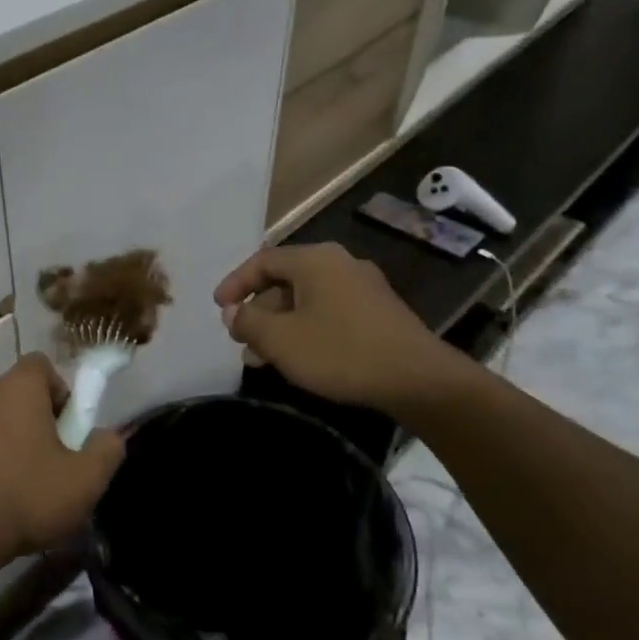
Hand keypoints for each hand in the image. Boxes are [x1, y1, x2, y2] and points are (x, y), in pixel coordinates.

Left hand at [0, 354, 124, 571]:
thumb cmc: (24, 498)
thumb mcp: (84, 481)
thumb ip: (106, 450)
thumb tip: (109, 436)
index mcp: (16, 387)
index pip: (41, 366)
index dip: (60, 392)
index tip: (67, 429)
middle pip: (15, 394)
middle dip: (34, 419)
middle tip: (49, 461)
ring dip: (5, 440)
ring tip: (18, 485)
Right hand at [214, 243, 463, 414]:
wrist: (419, 380)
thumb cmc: (340, 352)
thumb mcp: (280, 339)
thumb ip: (248, 321)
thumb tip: (233, 312)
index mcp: (315, 260)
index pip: (262, 261)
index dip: (235, 283)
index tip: (219, 308)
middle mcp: (339, 264)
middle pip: (284, 280)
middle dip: (257, 310)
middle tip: (240, 339)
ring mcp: (363, 287)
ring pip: (306, 300)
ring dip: (279, 325)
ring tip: (261, 357)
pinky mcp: (378, 312)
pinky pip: (328, 312)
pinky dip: (305, 329)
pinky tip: (298, 358)